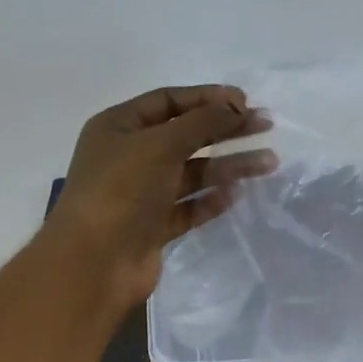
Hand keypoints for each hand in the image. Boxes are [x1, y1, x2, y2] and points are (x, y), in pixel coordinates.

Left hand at [43, 85, 273, 310]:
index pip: (168, 101)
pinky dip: (211, 199)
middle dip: (225, 129)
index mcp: (119, 127)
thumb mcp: (161, 144)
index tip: (244, 101)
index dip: (207, 98)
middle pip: (185, 135)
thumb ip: (202, 122)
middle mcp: (129, 156)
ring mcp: (141, 193)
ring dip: (228, 165)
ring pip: (192, 172)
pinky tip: (235, 194)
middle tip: (265, 125)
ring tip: (268, 162)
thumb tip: (234, 108)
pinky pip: (189, 206)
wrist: (94, 263)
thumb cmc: (121, 191)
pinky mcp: (153, 226)